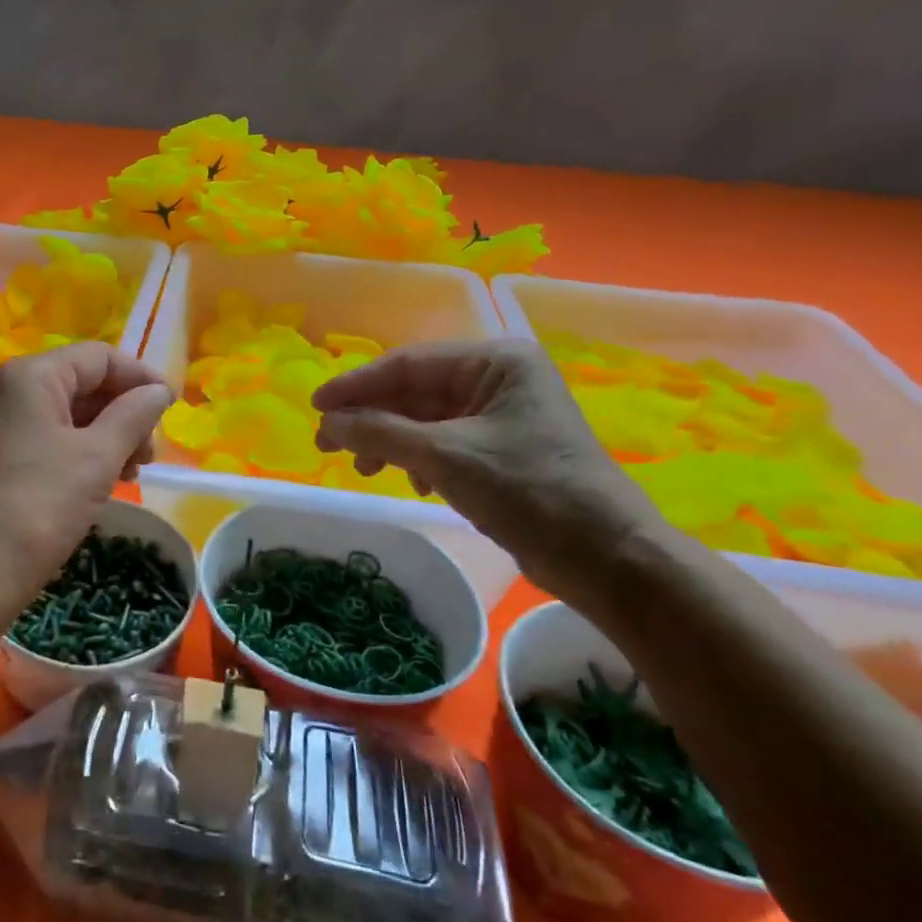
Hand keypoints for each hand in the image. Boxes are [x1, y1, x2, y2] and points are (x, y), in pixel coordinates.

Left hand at [0, 342, 173, 633]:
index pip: (99, 358)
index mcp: (31, 376)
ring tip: (132, 473)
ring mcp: (0, 421)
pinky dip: (83, 450)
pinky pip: (51, 435)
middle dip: (124, 412)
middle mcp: (9, 388)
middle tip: (148, 454)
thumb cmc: (42, 506)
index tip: (171, 409)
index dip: (140, 378)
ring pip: (69, 411)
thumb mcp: (98, 456)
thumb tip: (160, 390)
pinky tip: (105, 480)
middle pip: (84, 382)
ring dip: (109, 434)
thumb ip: (135, 414)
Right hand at [312, 338, 671, 605]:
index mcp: (496, 362)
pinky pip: (441, 443)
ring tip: (363, 468)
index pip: (408, 363)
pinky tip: (409, 482)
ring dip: (388, 441)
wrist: (606, 559)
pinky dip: (415, 459)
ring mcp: (500, 417)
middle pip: (414, 391)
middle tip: (326, 444)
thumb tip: (326, 423)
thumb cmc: (529, 492)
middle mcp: (498, 380)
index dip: (356, 385)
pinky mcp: (500, 451)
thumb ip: (379, 433)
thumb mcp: (445, 456)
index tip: (315, 405)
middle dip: (370, 418)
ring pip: (423, 419)